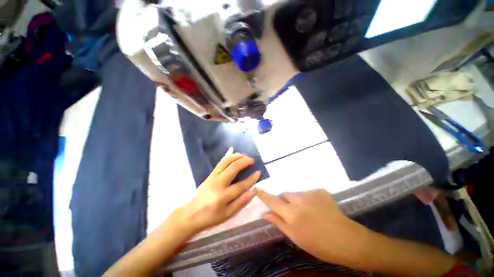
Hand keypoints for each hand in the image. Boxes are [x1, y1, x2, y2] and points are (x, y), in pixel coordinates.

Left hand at [178, 148, 260, 233]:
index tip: (259, 172)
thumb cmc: (210, 217)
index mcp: (223, 196)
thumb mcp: (227, 215)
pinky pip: (220, 162)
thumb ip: (240, 203)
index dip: (251, 178)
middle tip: (252, 160)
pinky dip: (227, 155)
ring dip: (236, 156)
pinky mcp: (210, 174)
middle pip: (233, 168)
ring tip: (245, 155)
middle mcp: (218, 183)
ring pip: (226, 162)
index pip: (241, 185)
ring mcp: (213, 177)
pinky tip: (231, 150)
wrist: (190, 214)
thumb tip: (252, 191)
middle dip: (244, 162)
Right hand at [256, 189, 371, 265]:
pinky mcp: (320, 191)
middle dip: (284, 201)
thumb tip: (264, 213)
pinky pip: (308, 193)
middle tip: (291, 212)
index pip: (272, 201)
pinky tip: (318, 209)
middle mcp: (298, 200)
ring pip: (296, 194)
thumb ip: (279, 222)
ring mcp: (310, 194)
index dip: (263, 195)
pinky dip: (309, 199)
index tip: (257, 188)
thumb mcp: (295, 237)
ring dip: (297, 201)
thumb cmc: (319, 245)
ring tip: (308, 213)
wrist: (347, 240)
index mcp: (291, 214)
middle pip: (284, 194)